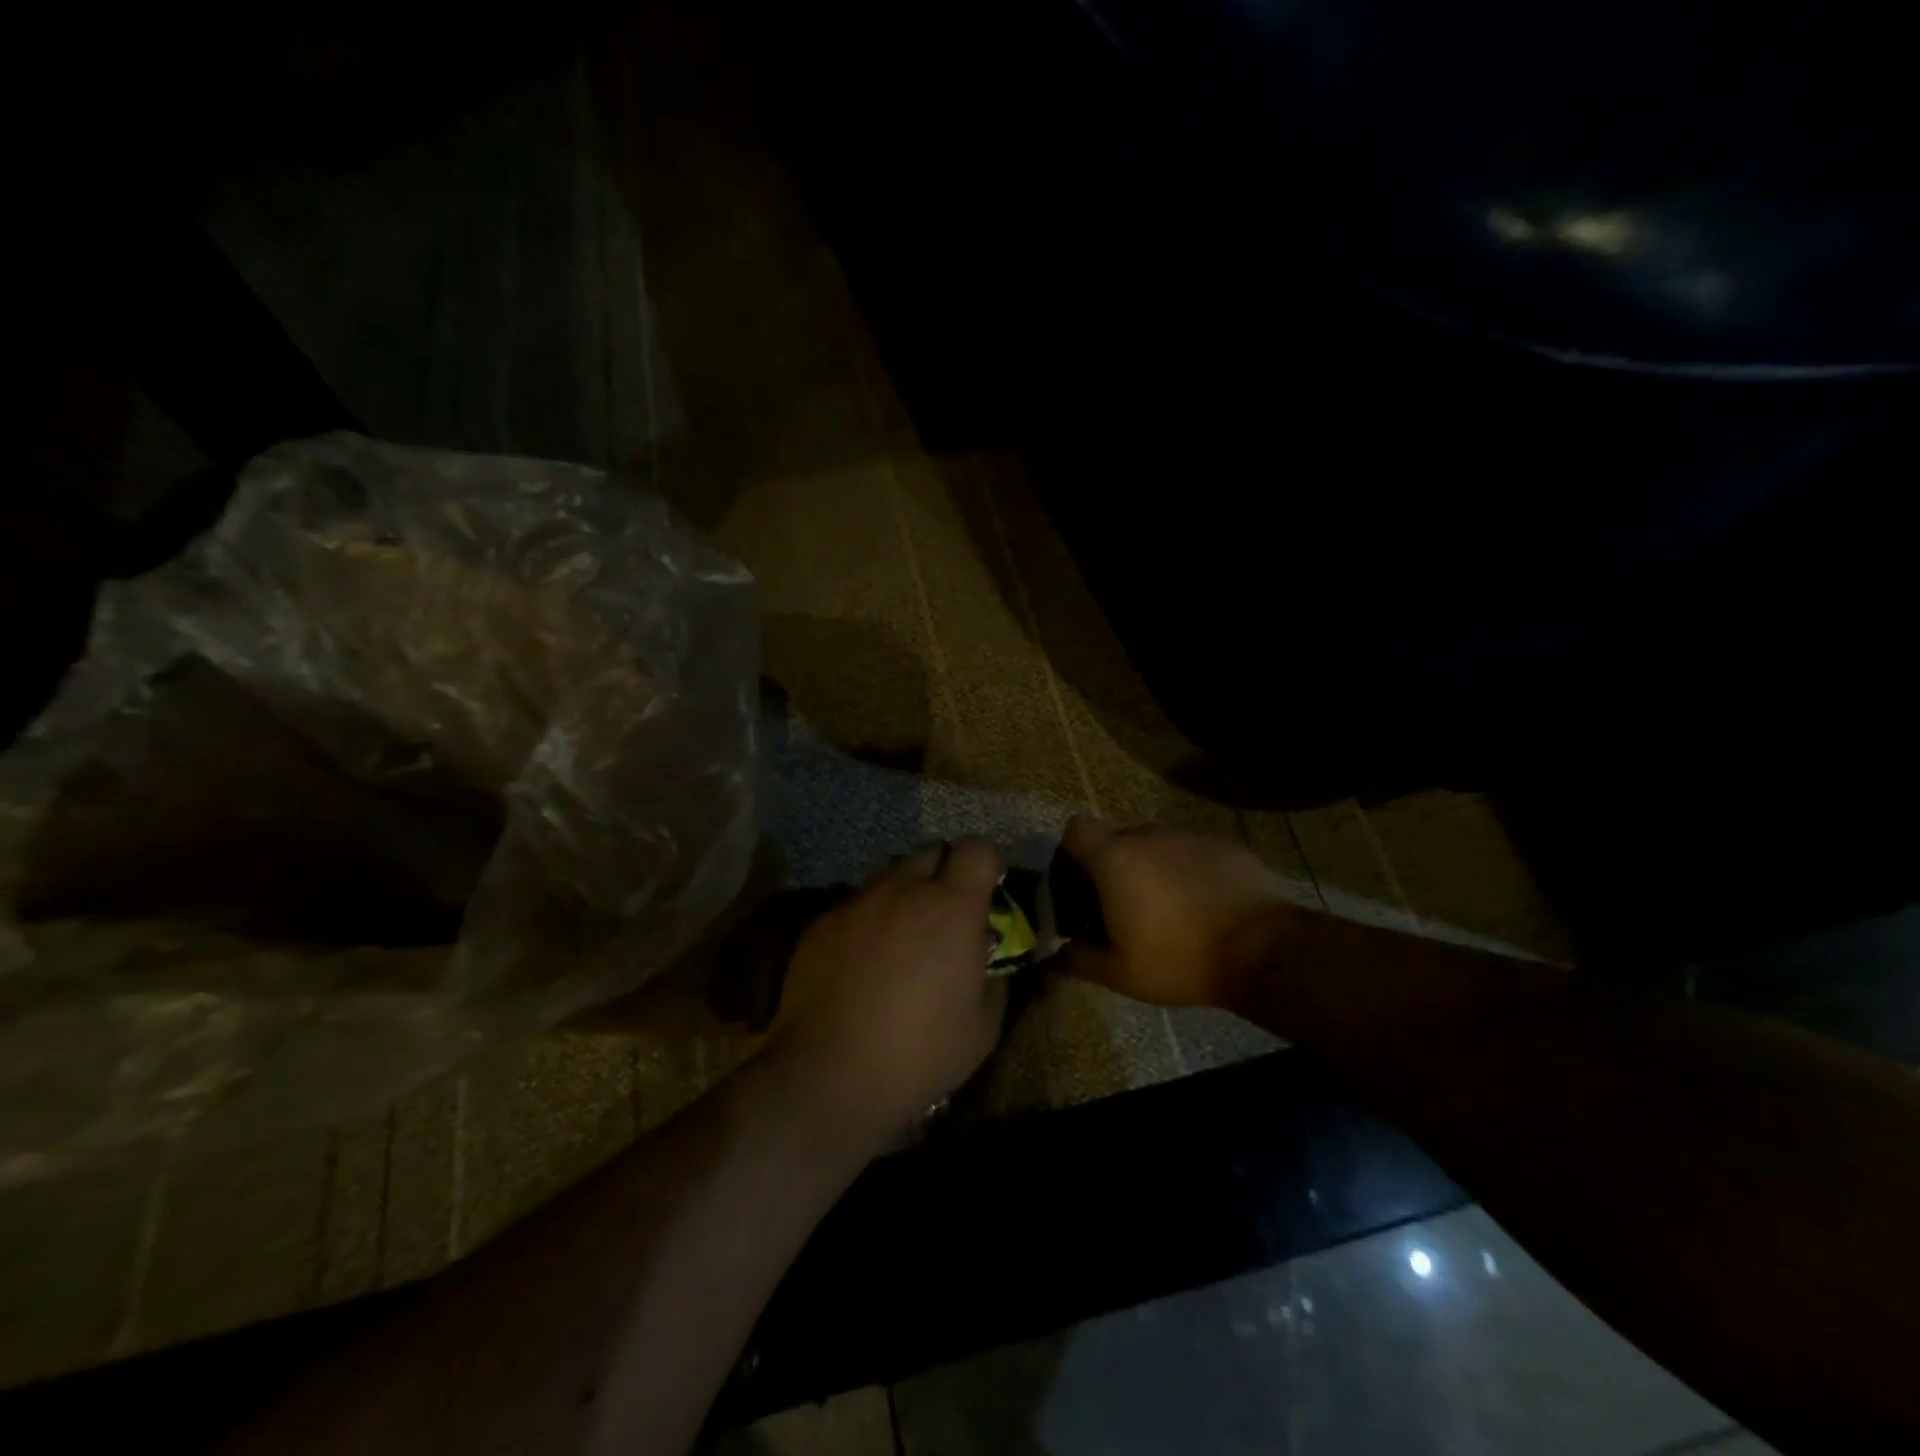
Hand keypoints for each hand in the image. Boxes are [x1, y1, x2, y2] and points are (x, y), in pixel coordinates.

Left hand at [770, 839, 1008, 1141]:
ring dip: (905, 894)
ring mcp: (859, 902)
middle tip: (945, 914)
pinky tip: (863, 961)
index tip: (988, 889)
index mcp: (952, 908)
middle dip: (945, 872)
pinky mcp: (823, 922)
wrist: (828, 1074)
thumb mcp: (982, 1027)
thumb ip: (993, 979)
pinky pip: (857, 904)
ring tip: (902, 938)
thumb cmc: (919, 1053)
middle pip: (931, 851)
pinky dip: (870, 920)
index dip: (987, 863)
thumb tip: (985, 959)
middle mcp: (905, 890)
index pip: (977, 849)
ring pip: (890, 876)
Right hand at [1060, 816, 1294, 1010]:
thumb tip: (1061, 953)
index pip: (1076, 828)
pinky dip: (1188, 870)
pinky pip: (1191, 850)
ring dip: (1152, 865)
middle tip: (1122, 901)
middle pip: (1116, 834)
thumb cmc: (1179, 960)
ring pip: (1156, 842)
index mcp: (1115, 859)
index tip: (1080, 880)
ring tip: (1168, 906)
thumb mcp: (1120, 974)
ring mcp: (1189, 836)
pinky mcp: (1224, 844)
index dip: (1072, 850)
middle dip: (1113, 861)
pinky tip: (1203, 903)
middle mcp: (1148, 835)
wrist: (1263, 951)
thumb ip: (1081, 959)